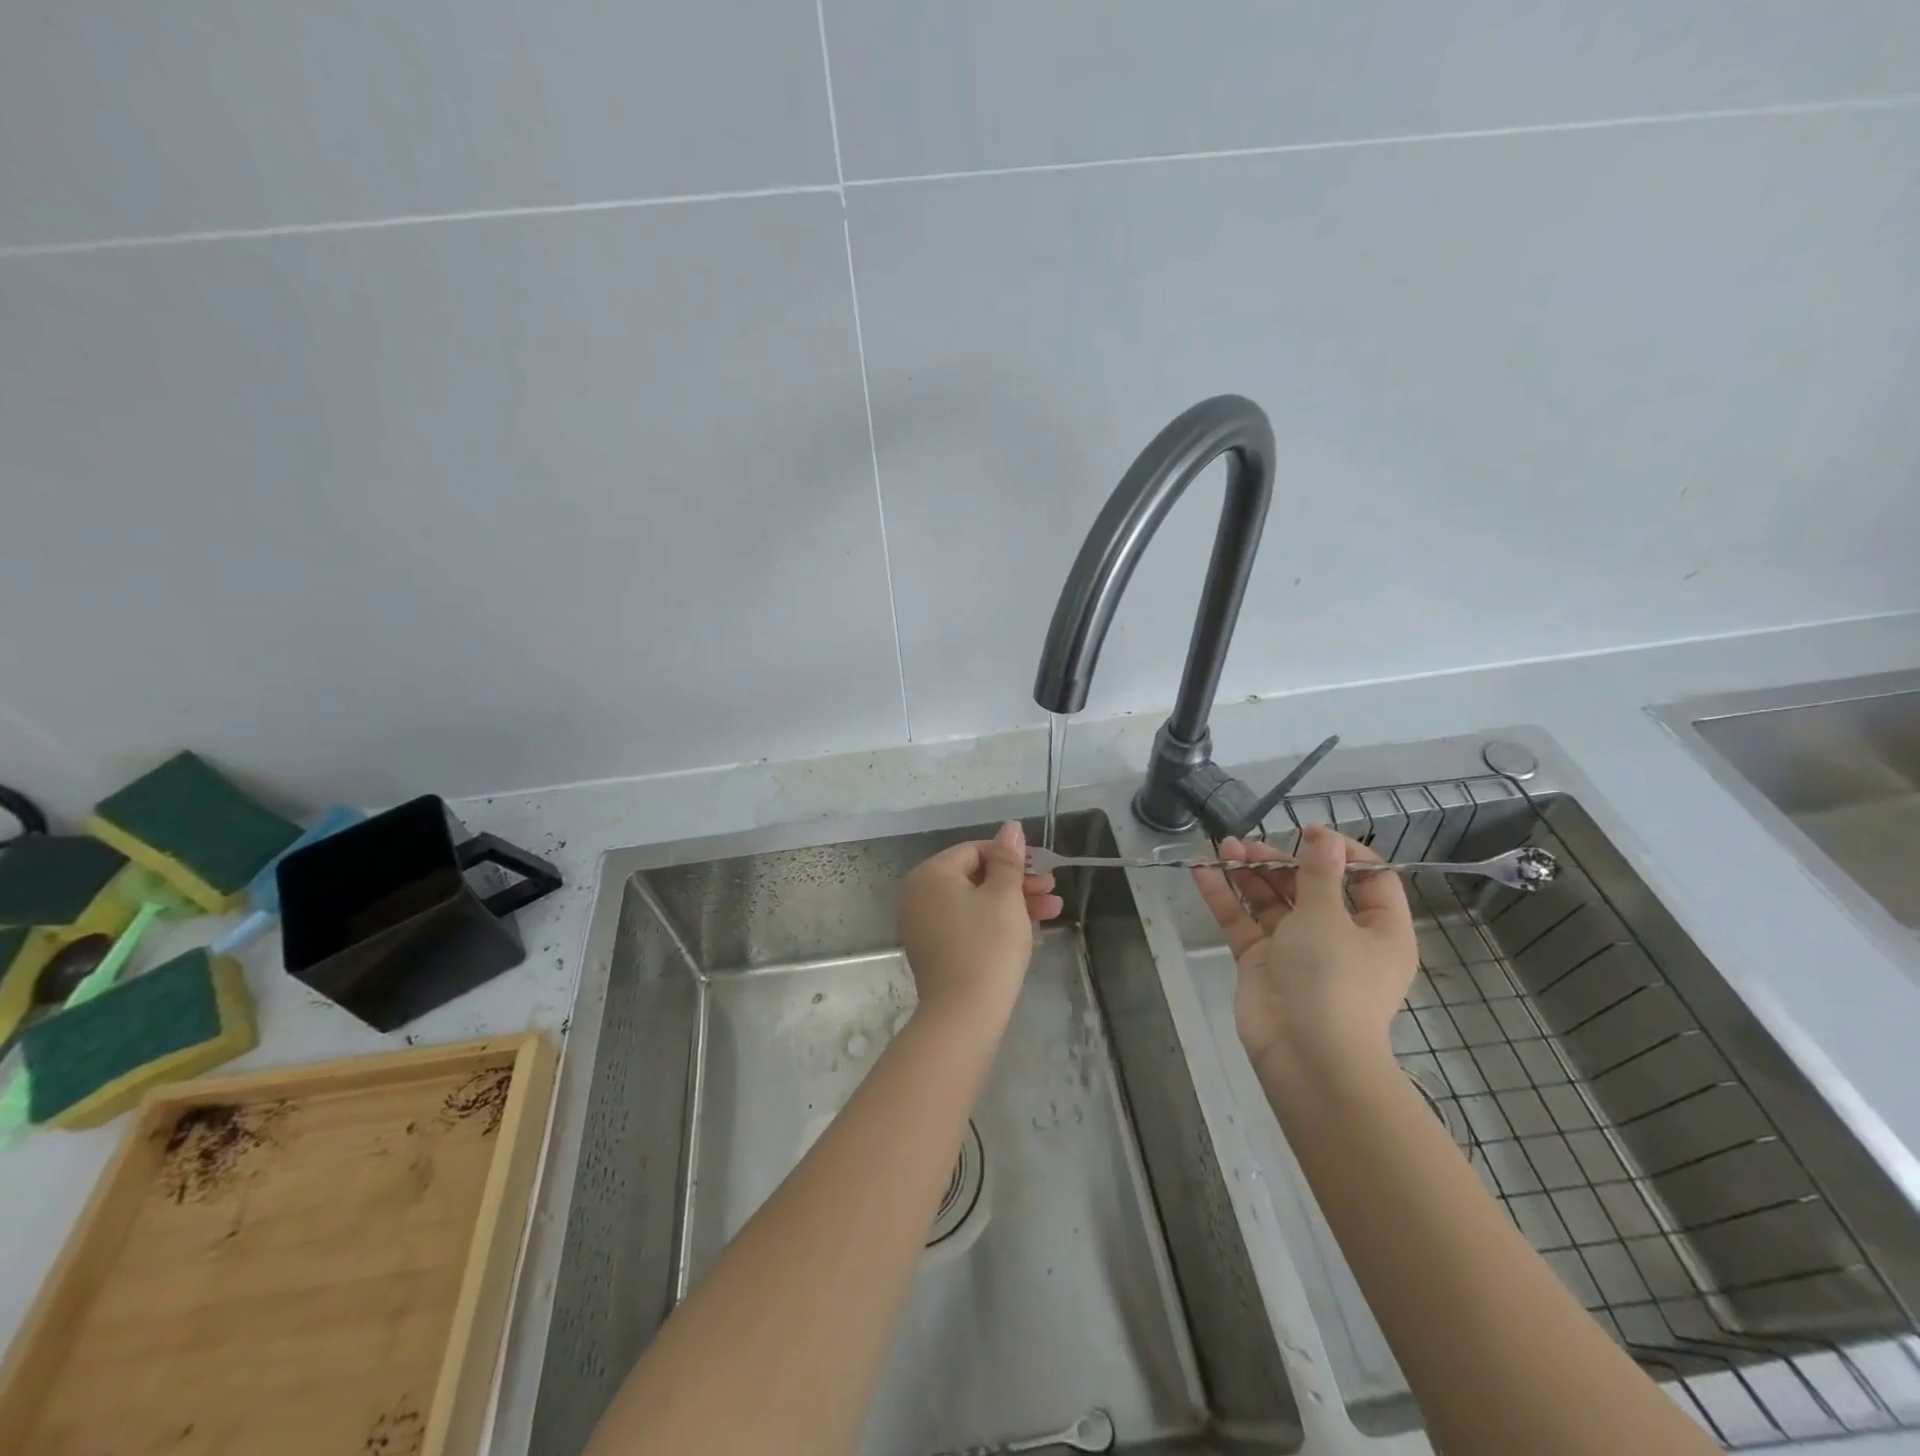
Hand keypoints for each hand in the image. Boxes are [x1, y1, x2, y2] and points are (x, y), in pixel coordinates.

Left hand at [900, 821, 1062, 1023]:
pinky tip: (1027, 931)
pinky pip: (966, 924)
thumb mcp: (1005, 896)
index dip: (1012, 858)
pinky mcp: (933, 951)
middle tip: (1053, 892)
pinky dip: (994, 923)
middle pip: (975, 877)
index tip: (1044, 871)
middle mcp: (918, 894)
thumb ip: (1008, 859)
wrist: (964, 1014)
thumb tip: (1010, 827)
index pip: (975, 851)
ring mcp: (922, 925)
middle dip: (1018, 883)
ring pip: (974, 902)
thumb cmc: (988, 945)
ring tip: (1052, 912)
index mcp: (931, 874)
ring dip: (1013, 904)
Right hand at [1192, 824, 1416, 1081]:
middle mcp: (1340, 937)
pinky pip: (1243, 922)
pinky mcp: (1261, 962)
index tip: (1308, 833)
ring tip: (1224, 848)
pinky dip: (1225, 898)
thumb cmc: (1332, 979)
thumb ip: (1319, 874)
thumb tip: (1325, 838)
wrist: (1305, 1055)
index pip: (1369, 879)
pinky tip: (1202, 871)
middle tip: (1249, 844)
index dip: (1341, 852)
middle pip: (1311, 887)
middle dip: (1280, 861)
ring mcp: (1296, 950)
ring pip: (1272, 902)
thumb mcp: (1328, 918)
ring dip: (1249, 874)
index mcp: (1378, 930)